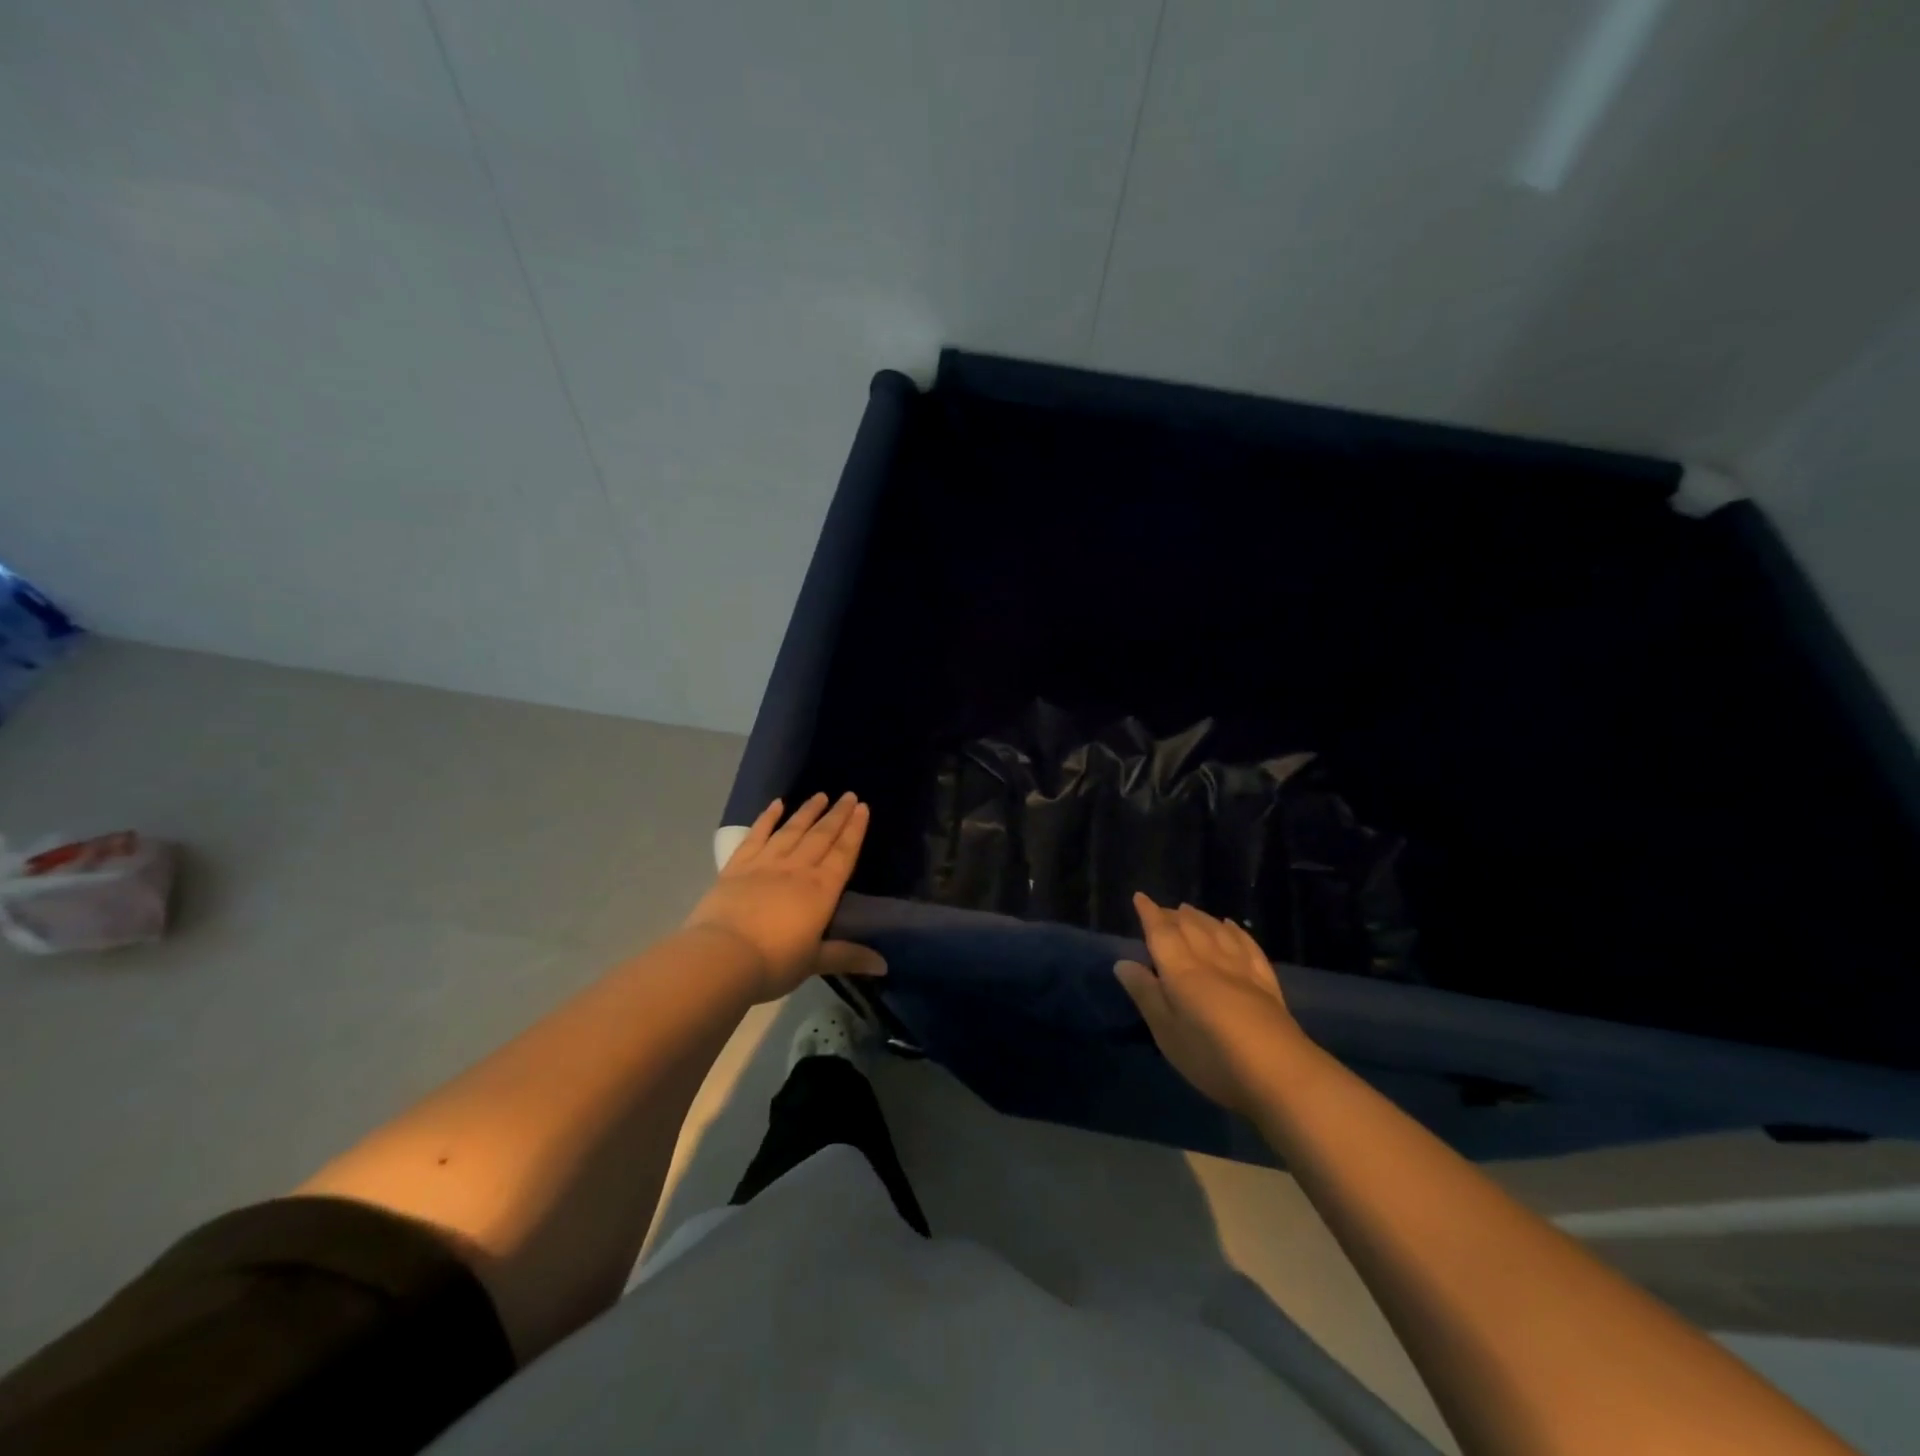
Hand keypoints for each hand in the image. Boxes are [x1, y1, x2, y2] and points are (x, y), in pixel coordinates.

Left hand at [683, 793, 885, 1002]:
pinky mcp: (737, 866)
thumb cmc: (774, 962)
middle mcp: (797, 869)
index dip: (854, 830)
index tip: (863, 808)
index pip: (843, 853)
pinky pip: (756, 835)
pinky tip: (776, 804)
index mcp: (821, 890)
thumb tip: (884, 966)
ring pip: (792, 830)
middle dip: (837, 814)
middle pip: (822, 836)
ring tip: (820, 795)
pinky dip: (767, 818)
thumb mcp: (814, 962)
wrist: (723, 956)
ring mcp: (766, 864)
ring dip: (807, 811)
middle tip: (849, 795)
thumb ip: (848, 956)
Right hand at [1115, 893, 1310, 1116]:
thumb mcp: (1166, 1031)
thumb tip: (1122, 962)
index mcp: (1181, 970)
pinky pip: (1248, 946)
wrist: (1279, 1073)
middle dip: (1173, 915)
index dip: (1149, 914)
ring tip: (1190, 910)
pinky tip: (1232, 927)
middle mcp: (1210, 960)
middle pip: (1190, 927)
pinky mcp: (1266, 984)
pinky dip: (1237, 932)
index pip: (1161, 933)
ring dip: (1201, 918)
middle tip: (1163, 909)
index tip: (1140, 897)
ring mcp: (1242, 969)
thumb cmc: (1211, 1055)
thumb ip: (1145, 994)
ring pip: (1218, 932)